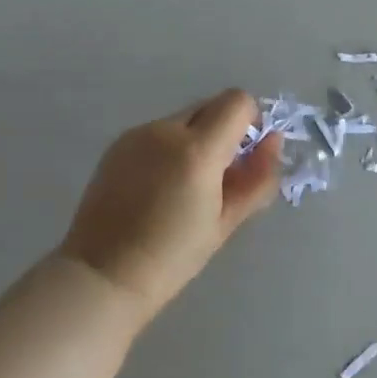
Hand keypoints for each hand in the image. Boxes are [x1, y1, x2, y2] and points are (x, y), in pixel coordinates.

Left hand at [60, 89, 281, 325]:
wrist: (103, 275)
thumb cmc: (172, 258)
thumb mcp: (226, 222)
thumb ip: (257, 177)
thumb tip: (273, 141)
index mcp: (197, 150)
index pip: (238, 102)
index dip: (250, 122)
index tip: (245, 157)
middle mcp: (166, 130)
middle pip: (211, 106)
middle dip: (223, 131)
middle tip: (217, 178)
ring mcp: (137, 134)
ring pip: (183, 120)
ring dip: (195, 140)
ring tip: (182, 188)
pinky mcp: (118, 144)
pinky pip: (157, 133)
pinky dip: (168, 148)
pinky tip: (156, 189)